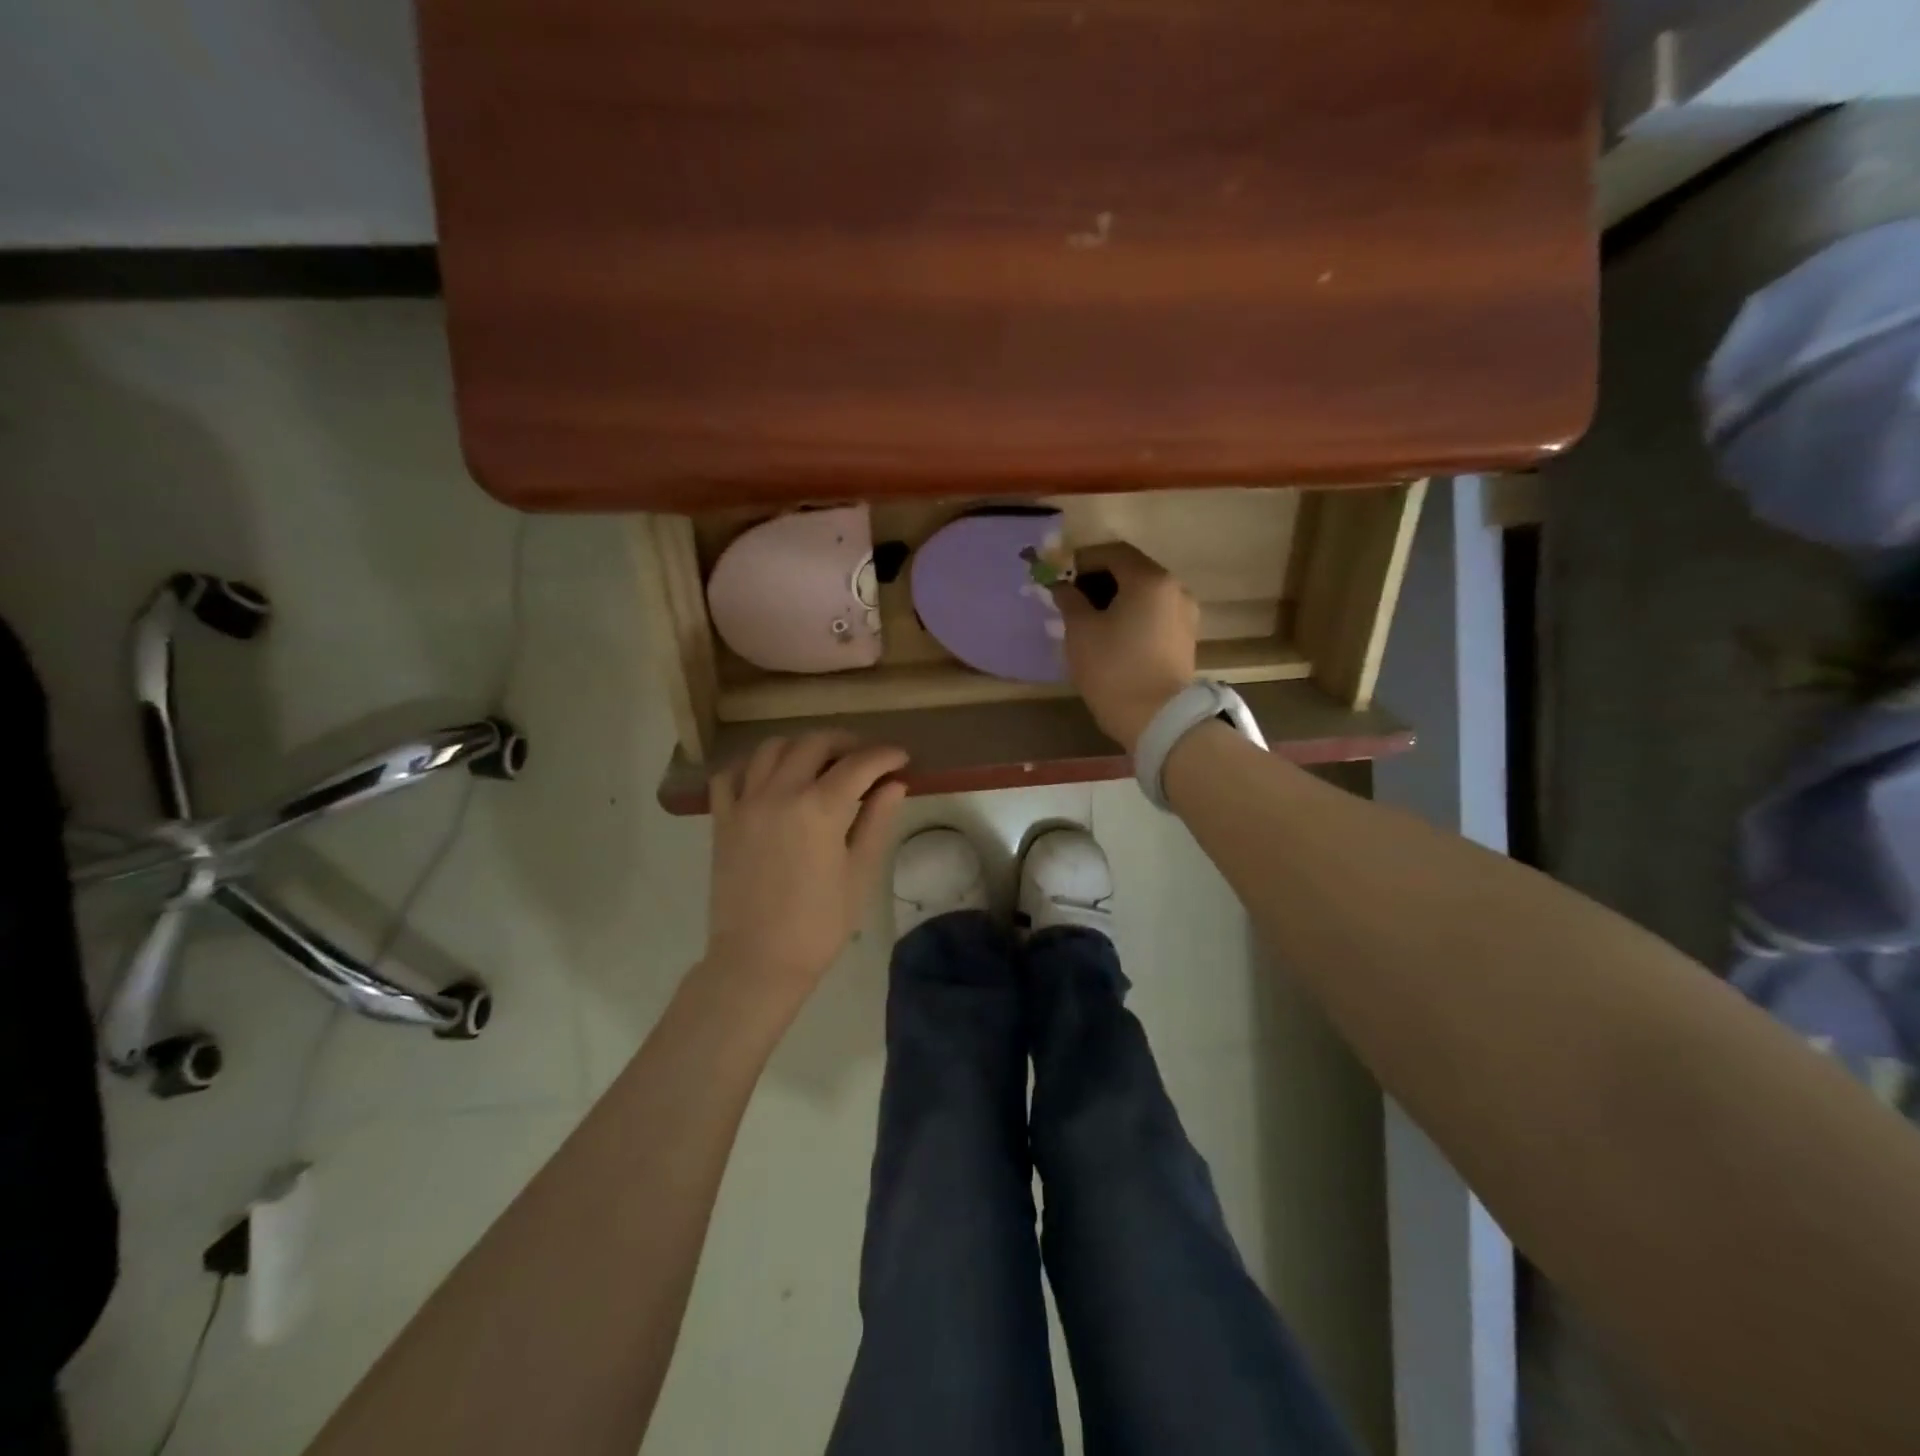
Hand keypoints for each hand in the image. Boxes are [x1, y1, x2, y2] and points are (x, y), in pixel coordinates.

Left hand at [703, 732, 908, 1010]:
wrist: (758, 961)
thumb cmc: (819, 924)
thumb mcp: (859, 874)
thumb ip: (876, 822)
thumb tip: (895, 785)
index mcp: (820, 808)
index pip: (859, 765)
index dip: (885, 756)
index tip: (901, 758)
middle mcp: (780, 793)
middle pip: (815, 743)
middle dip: (846, 742)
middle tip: (866, 757)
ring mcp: (745, 803)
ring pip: (772, 749)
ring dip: (801, 746)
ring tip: (820, 761)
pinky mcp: (722, 819)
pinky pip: (731, 775)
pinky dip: (753, 765)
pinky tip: (770, 776)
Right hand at [1053, 542, 1198, 751]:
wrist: (1157, 719)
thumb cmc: (1113, 669)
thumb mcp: (1080, 632)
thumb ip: (1069, 600)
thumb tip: (1062, 586)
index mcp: (1149, 579)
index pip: (1112, 552)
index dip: (1082, 560)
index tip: (1059, 576)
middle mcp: (1174, 588)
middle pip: (1131, 570)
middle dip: (1099, 578)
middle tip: (1071, 597)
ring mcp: (1184, 613)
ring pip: (1144, 593)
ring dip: (1116, 597)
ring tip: (1089, 619)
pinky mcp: (1185, 637)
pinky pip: (1154, 613)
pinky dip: (1132, 614)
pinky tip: (1113, 634)